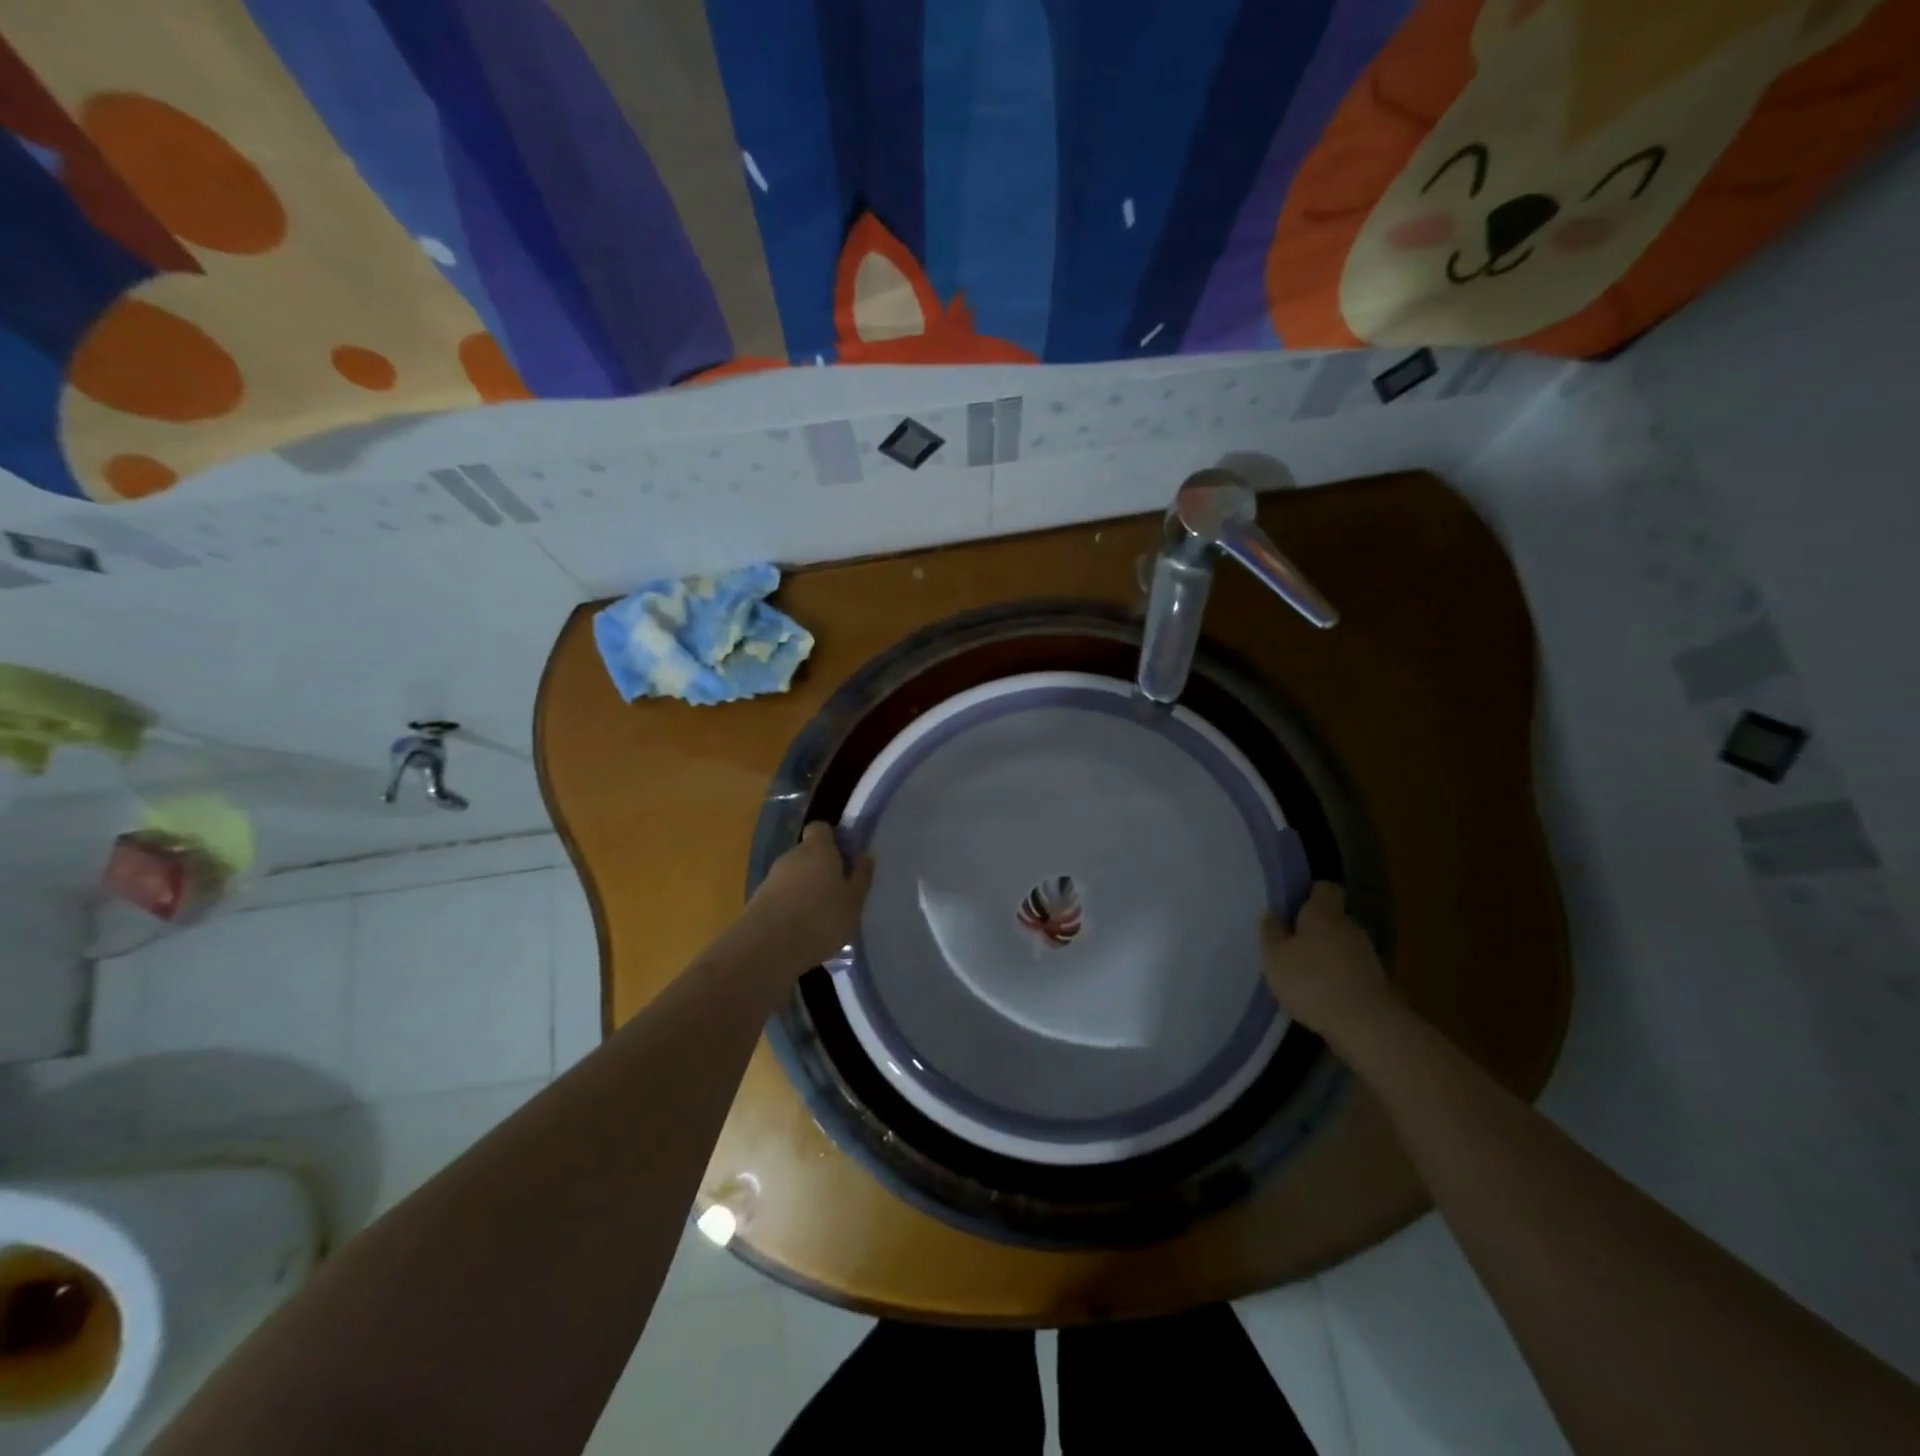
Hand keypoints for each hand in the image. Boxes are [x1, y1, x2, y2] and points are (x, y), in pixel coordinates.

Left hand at [740, 822, 874, 974]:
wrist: (768, 947)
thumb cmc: (821, 917)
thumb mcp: (854, 901)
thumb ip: (861, 876)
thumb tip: (866, 856)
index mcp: (818, 849)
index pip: (821, 828)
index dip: (832, 839)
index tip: (845, 856)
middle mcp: (792, 856)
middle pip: (808, 853)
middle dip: (821, 868)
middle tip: (838, 891)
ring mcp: (772, 877)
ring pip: (794, 876)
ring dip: (806, 889)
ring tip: (821, 915)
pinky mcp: (758, 900)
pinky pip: (782, 896)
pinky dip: (792, 906)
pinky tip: (802, 929)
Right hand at [1262, 882, 1392, 1038]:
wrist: (1366, 1025)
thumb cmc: (1312, 981)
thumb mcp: (1275, 957)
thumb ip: (1271, 933)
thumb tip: (1272, 914)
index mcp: (1324, 913)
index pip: (1324, 888)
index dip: (1309, 893)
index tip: (1292, 906)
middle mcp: (1350, 927)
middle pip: (1333, 918)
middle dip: (1314, 929)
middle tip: (1291, 944)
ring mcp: (1367, 955)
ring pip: (1342, 945)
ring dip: (1326, 955)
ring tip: (1304, 973)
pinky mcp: (1375, 982)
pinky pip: (1351, 969)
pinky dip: (1337, 976)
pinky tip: (1321, 994)